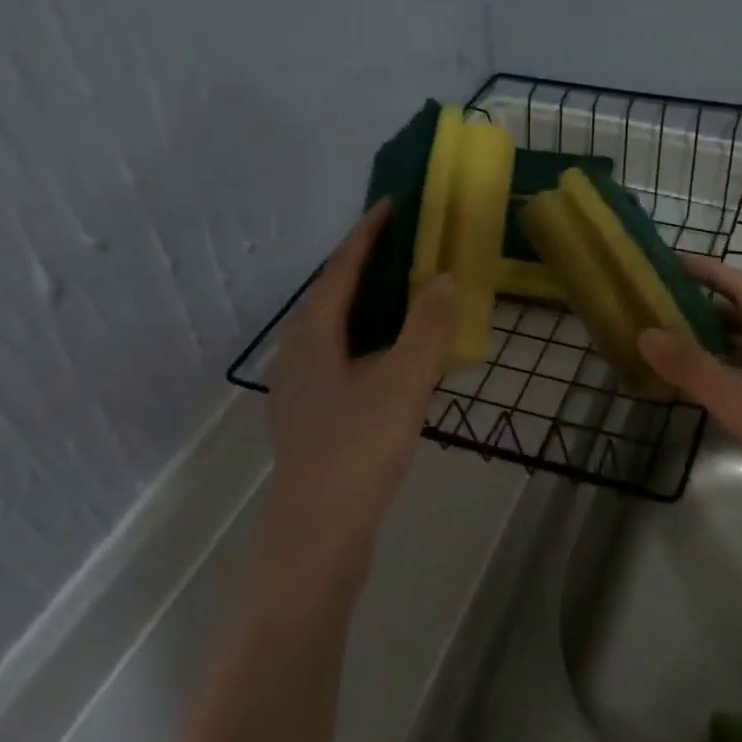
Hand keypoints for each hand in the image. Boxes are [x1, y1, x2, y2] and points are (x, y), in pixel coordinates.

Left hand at [254, 202, 456, 603]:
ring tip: (407, 295)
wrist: (318, 536)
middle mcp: (299, 356)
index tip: (391, 205)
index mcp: (313, 338)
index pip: (340, 270)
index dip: (366, 236)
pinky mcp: (314, 419)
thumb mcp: (402, 385)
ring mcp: (302, 390)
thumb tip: (441, 277)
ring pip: (337, 333)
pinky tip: (396, 362)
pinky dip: (371, 344)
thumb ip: (426, 329)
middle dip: (367, 268)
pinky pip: (344, 361)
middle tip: (407, 246)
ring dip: (370, 308)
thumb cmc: (358, 452)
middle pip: (333, 297)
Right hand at [637, 258, 741, 563]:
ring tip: (670, 346)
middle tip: (660, 307)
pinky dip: (722, 376)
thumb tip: (646, 333)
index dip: (710, 271)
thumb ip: (693, 368)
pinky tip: (701, 393)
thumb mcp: (741, 401)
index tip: (672, 262)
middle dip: (705, 306)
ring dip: (712, 343)